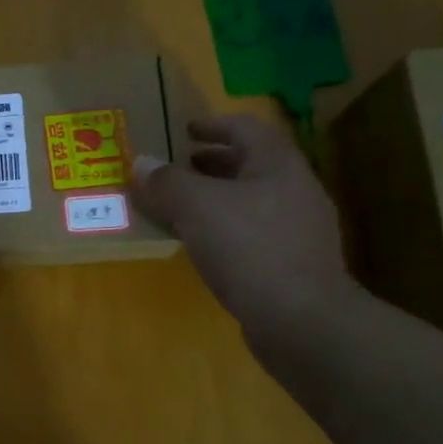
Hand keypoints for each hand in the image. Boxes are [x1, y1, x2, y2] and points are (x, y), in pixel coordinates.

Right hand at [132, 114, 353, 337]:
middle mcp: (294, 189)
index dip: (213, 124)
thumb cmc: (248, 248)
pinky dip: (223, 228)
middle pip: (249, 164)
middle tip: (177, 168)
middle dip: (211, 164)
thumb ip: (166, 182)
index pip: (245, 127)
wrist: (300, 319)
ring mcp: (298, 228)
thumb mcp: (196, 207)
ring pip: (249, 200)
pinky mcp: (292, 262)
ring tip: (180, 207)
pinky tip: (201, 245)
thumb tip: (142, 163)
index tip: (184, 130)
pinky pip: (251, 232)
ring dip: (214, 198)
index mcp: (277, 164)